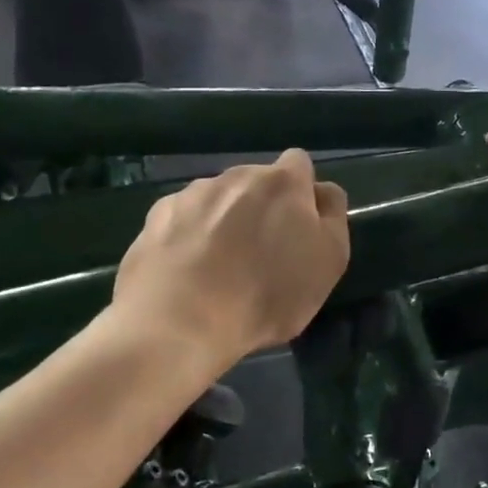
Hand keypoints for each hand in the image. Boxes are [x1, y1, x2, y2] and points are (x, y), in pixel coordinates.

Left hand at [111, 150, 349, 368]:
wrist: (178, 323)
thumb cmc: (267, 294)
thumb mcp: (329, 263)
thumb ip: (332, 218)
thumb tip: (321, 193)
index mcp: (282, 183)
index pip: (299, 164)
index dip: (301, 192)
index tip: (299, 226)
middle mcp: (236, 176)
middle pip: (256, 182)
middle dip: (261, 207)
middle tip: (261, 254)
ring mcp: (191, 194)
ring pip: (218, 199)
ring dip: (224, 220)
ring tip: (218, 267)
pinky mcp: (156, 217)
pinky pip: (183, 218)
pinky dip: (189, 236)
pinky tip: (187, 271)